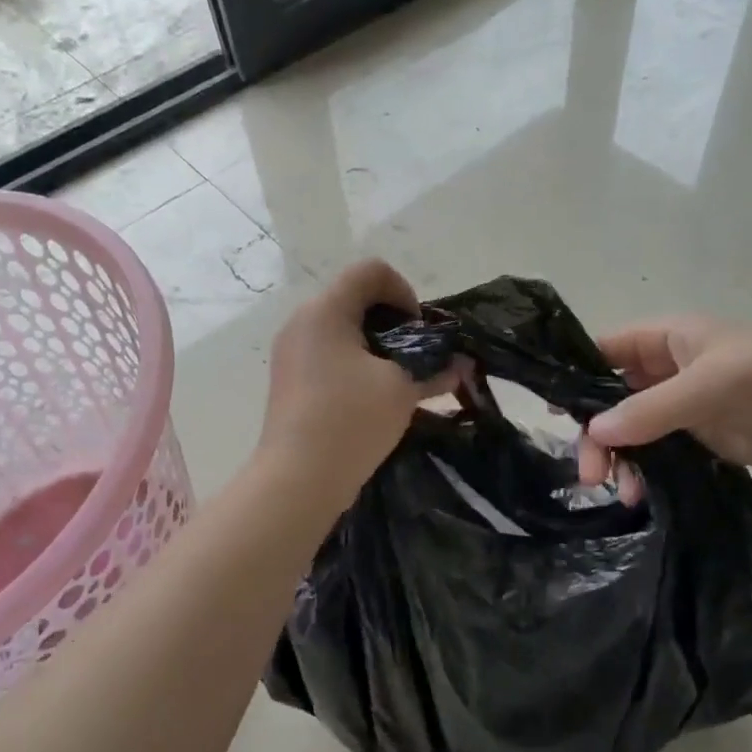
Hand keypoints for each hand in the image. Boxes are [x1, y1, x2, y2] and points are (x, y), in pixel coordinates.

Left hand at [259, 260, 452, 507]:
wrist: (297, 480)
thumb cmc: (350, 420)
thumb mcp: (401, 389)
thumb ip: (434, 369)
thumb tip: (461, 366)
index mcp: (325, 310)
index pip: (371, 271)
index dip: (404, 292)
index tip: (417, 333)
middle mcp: (302, 321)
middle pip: (356, 297)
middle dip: (393, 322)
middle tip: (414, 358)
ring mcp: (291, 351)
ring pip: (343, 328)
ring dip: (376, 345)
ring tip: (397, 381)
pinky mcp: (290, 378)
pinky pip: (329, 353)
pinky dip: (355, 363)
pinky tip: (373, 397)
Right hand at [577, 316, 751, 496]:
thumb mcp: (707, 385)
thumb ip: (649, 408)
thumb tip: (593, 431)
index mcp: (665, 339)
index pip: (605, 349)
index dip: (575, 375)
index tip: (554, 412)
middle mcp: (665, 370)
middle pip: (611, 397)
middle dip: (598, 434)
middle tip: (590, 474)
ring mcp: (681, 406)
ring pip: (630, 429)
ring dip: (619, 458)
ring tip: (621, 493)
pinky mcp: (699, 437)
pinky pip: (656, 453)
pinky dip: (643, 471)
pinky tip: (638, 495)